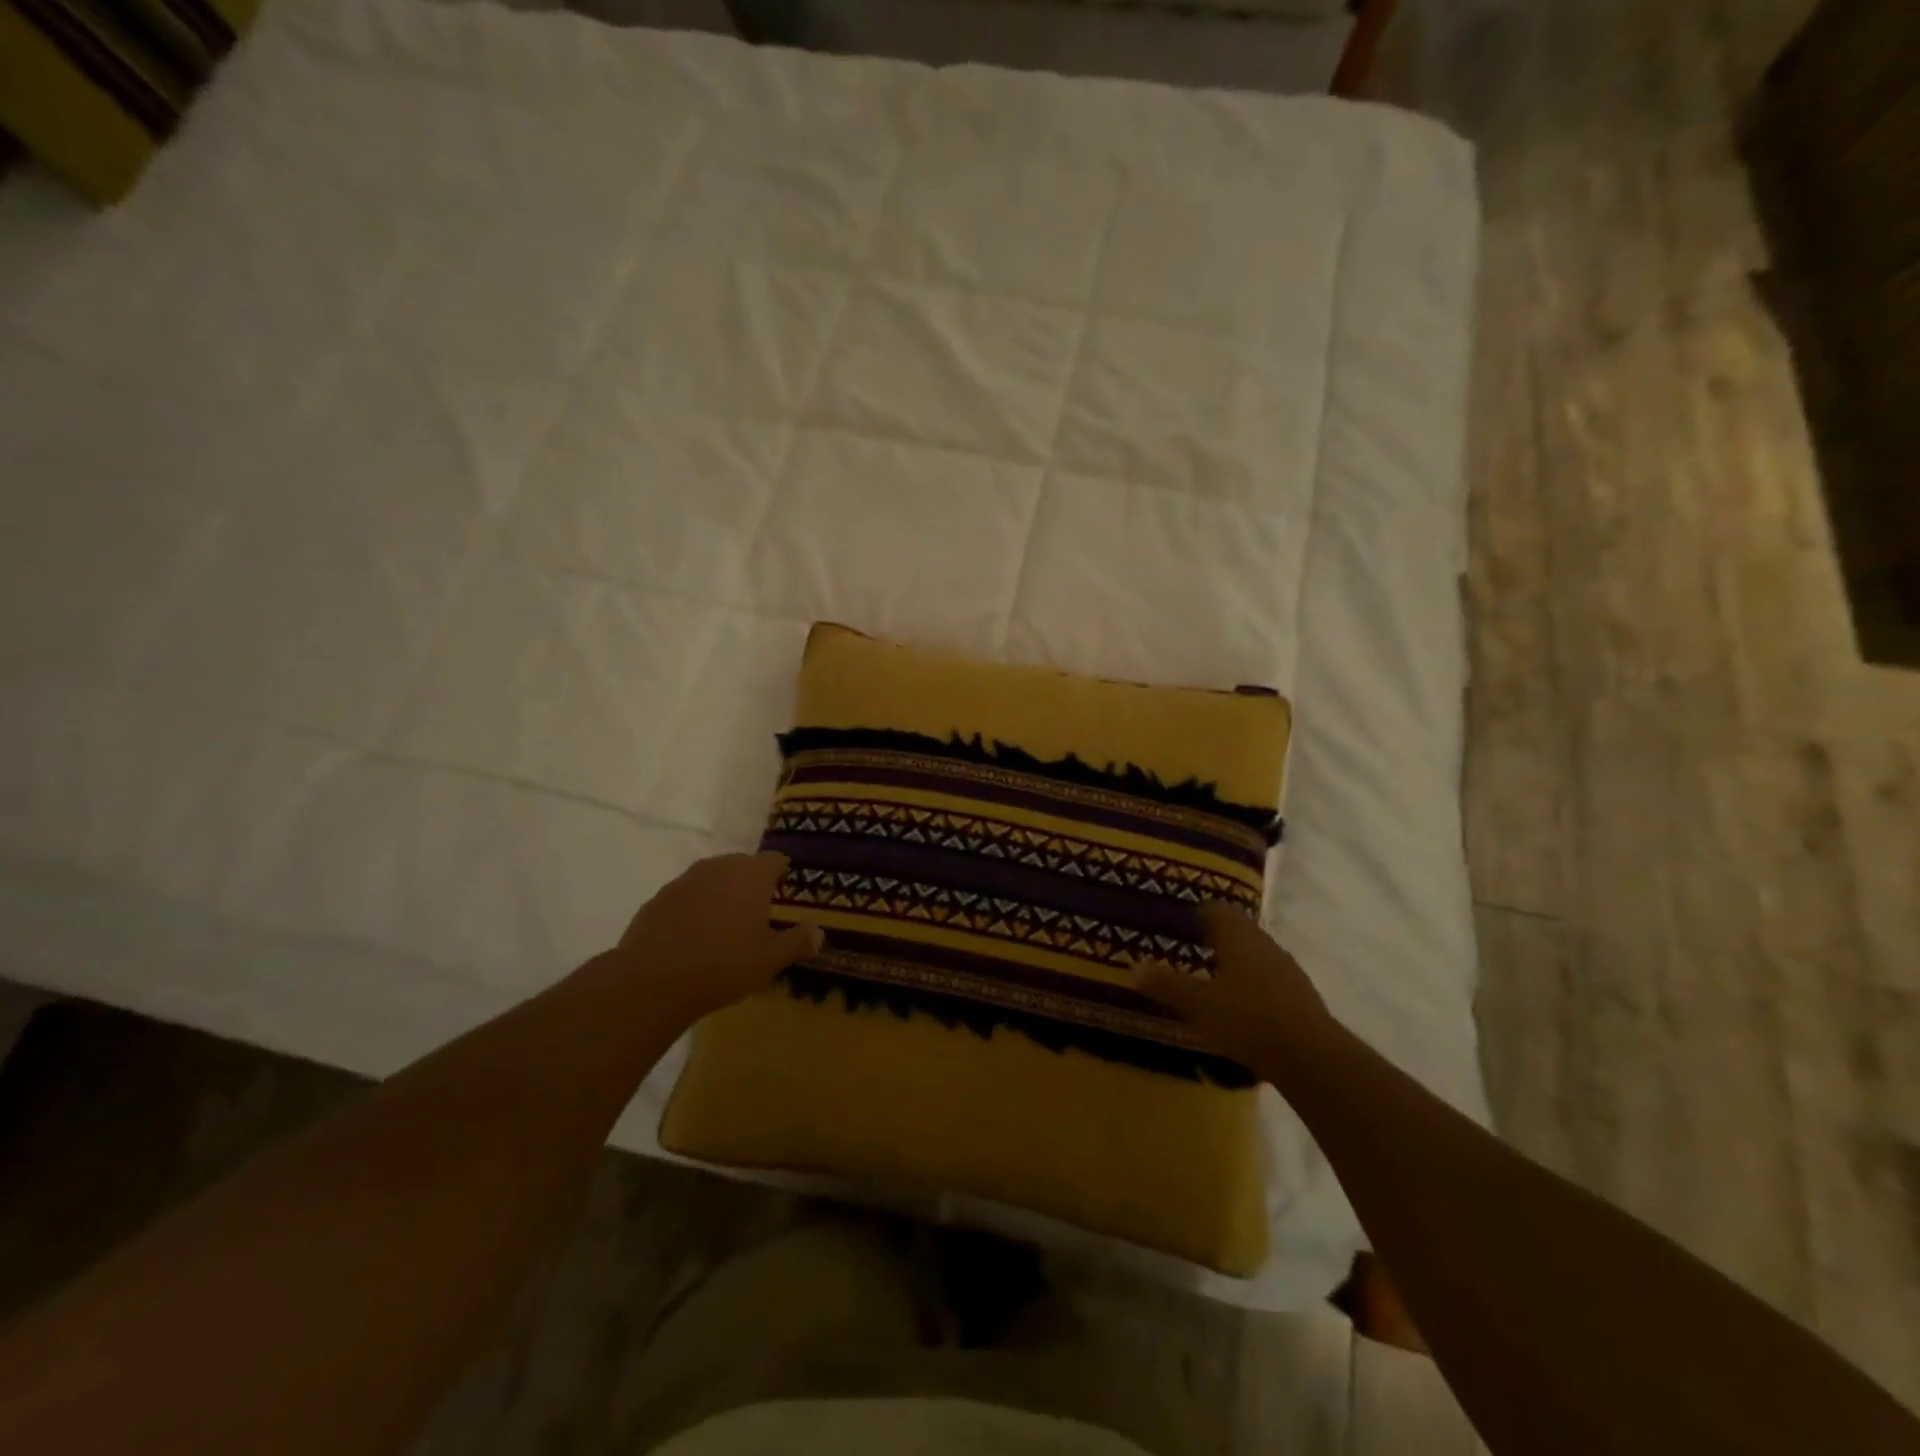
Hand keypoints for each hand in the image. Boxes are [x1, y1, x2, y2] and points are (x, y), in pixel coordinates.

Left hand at [617, 852, 822, 1021]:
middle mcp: (718, 868)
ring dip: (720, 894)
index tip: (784, 893)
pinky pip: (684, 897)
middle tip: (757, 912)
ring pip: (711, 879)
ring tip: (724, 925)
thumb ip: (797, 942)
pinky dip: (693, 909)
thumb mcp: (770, 959)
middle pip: (741, 865)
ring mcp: (683, 881)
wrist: (652, 982)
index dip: (782, 874)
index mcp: (751, 875)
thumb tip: (819, 932)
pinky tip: (692, 937)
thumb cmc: (724, 965)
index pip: (775, 860)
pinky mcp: (656, 900)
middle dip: (751, 883)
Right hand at [1131, 902, 1334, 1077]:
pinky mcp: (1301, 996)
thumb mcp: (1198, 1004)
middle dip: (1215, 938)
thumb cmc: (1247, 1019)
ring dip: (1236, 962)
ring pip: (1255, 955)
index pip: (1216, 909)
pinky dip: (1253, 985)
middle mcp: (1265, 944)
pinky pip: (1270, 979)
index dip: (1197, 913)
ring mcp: (1287, 969)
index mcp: (1238, 936)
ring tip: (1213, 980)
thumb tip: (1134, 967)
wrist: (1311, 1058)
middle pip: (1238, 930)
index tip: (1180, 924)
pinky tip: (1241, 1007)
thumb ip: (1166, 984)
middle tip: (1190, 950)